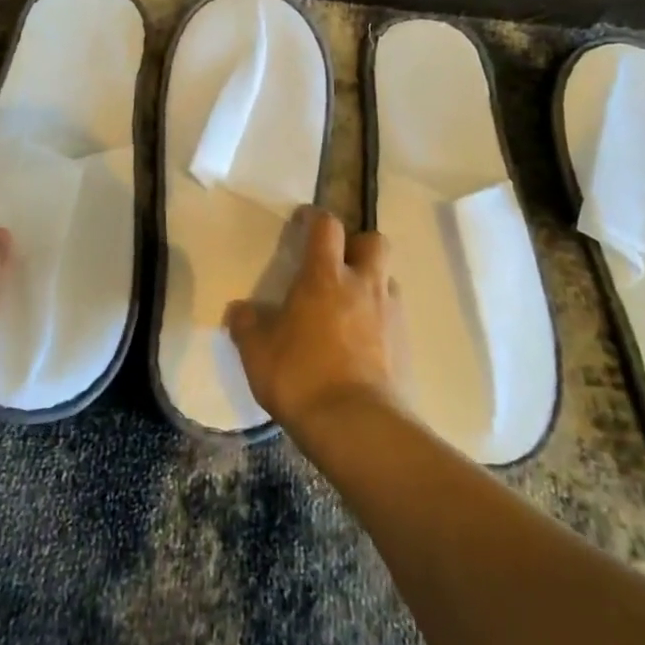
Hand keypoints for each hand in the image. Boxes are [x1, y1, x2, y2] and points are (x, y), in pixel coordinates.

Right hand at [227, 208, 397, 429]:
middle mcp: (364, 285)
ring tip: (350, 308)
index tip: (303, 222)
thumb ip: (246, 325)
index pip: (327, 226)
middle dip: (357, 245)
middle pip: (374, 241)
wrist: (356, 425)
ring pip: (387, 279)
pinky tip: (362, 344)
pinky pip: (394, 317)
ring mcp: (390, 314)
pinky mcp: (406, 345)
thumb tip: (239, 311)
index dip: (315, 218)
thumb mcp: (257, 352)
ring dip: (371, 284)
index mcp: (325, 277)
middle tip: (337, 265)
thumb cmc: (300, 376)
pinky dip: (380, 321)